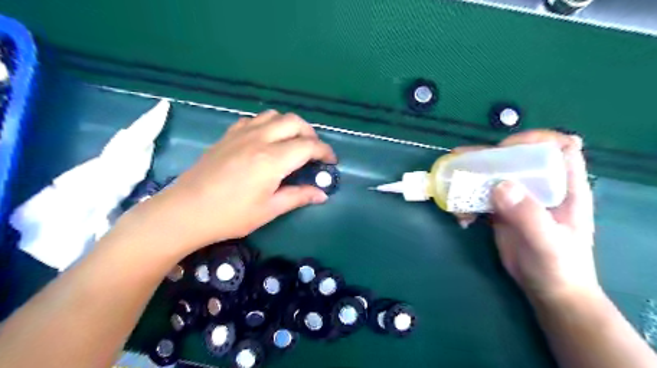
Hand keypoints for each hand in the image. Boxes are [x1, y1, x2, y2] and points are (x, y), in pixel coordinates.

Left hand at [126, 109, 335, 252]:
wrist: (184, 211)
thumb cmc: (230, 215)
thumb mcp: (269, 210)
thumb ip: (298, 197)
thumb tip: (322, 194)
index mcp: (272, 159)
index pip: (308, 146)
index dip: (325, 152)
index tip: (331, 162)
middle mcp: (259, 139)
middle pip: (294, 122)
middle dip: (310, 134)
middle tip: (313, 152)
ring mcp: (241, 134)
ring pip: (274, 115)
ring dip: (289, 126)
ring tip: (292, 143)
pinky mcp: (227, 135)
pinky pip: (254, 120)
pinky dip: (268, 125)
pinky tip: (265, 141)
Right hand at [459, 131, 598, 302]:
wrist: (548, 291)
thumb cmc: (559, 267)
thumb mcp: (547, 242)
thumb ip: (528, 214)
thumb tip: (500, 185)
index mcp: (564, 187)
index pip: (558, 148)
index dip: (534, 140)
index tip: (506, 148)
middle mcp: (540, 186)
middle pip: (515, 158)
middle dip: (488, 158)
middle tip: (461, 163)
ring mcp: (519, 198)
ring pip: (493, 176)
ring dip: (470, 181)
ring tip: (454, 192)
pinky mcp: (501, 210)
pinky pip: (481, 196)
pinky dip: (467, 203)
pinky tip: (463, 219)